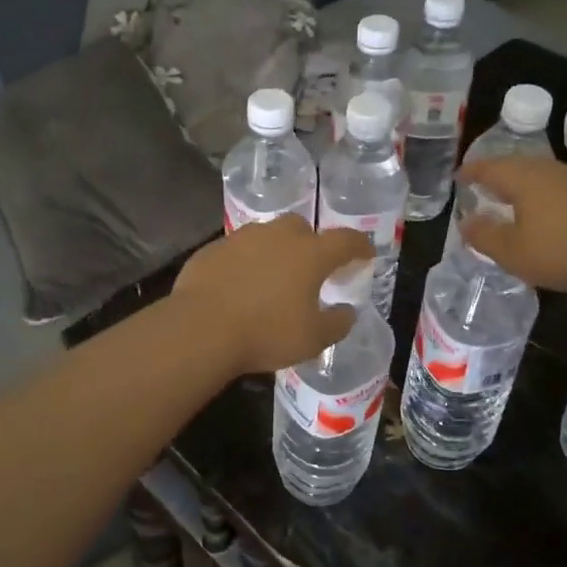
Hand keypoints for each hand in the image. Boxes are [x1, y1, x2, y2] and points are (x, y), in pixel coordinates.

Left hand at [172, 216, 375, 373]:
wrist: (201, 327)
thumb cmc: (266, 333)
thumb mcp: (312, 339)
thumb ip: (336, 323)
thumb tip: (347, 312)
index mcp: (310, 254)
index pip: (345, 240)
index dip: (359, 246)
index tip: (365, 254)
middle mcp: (278, 236)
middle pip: (302, 228)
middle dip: (311, 243)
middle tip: (311, 267)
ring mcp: (242, 239)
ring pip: (267, 236)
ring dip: (275, 250)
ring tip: (273, 277)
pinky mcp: (213, 249)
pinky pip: (237, 250)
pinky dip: (245, 262)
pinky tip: (239, 285)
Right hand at [458, 155, 566, 294]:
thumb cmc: (561, 253)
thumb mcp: (511, 252)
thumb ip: (484, 235)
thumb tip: (467, 221)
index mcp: (524, 178)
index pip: (490, 167)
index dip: (471, 171)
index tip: (459, 176)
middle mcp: (550, 170)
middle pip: (517, 165)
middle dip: (497, 174)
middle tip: (483, 184)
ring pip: (541, 174)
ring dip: (523, 184)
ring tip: (512, 198)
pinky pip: (561, 187)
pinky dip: (545, 194)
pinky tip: (547, 212)